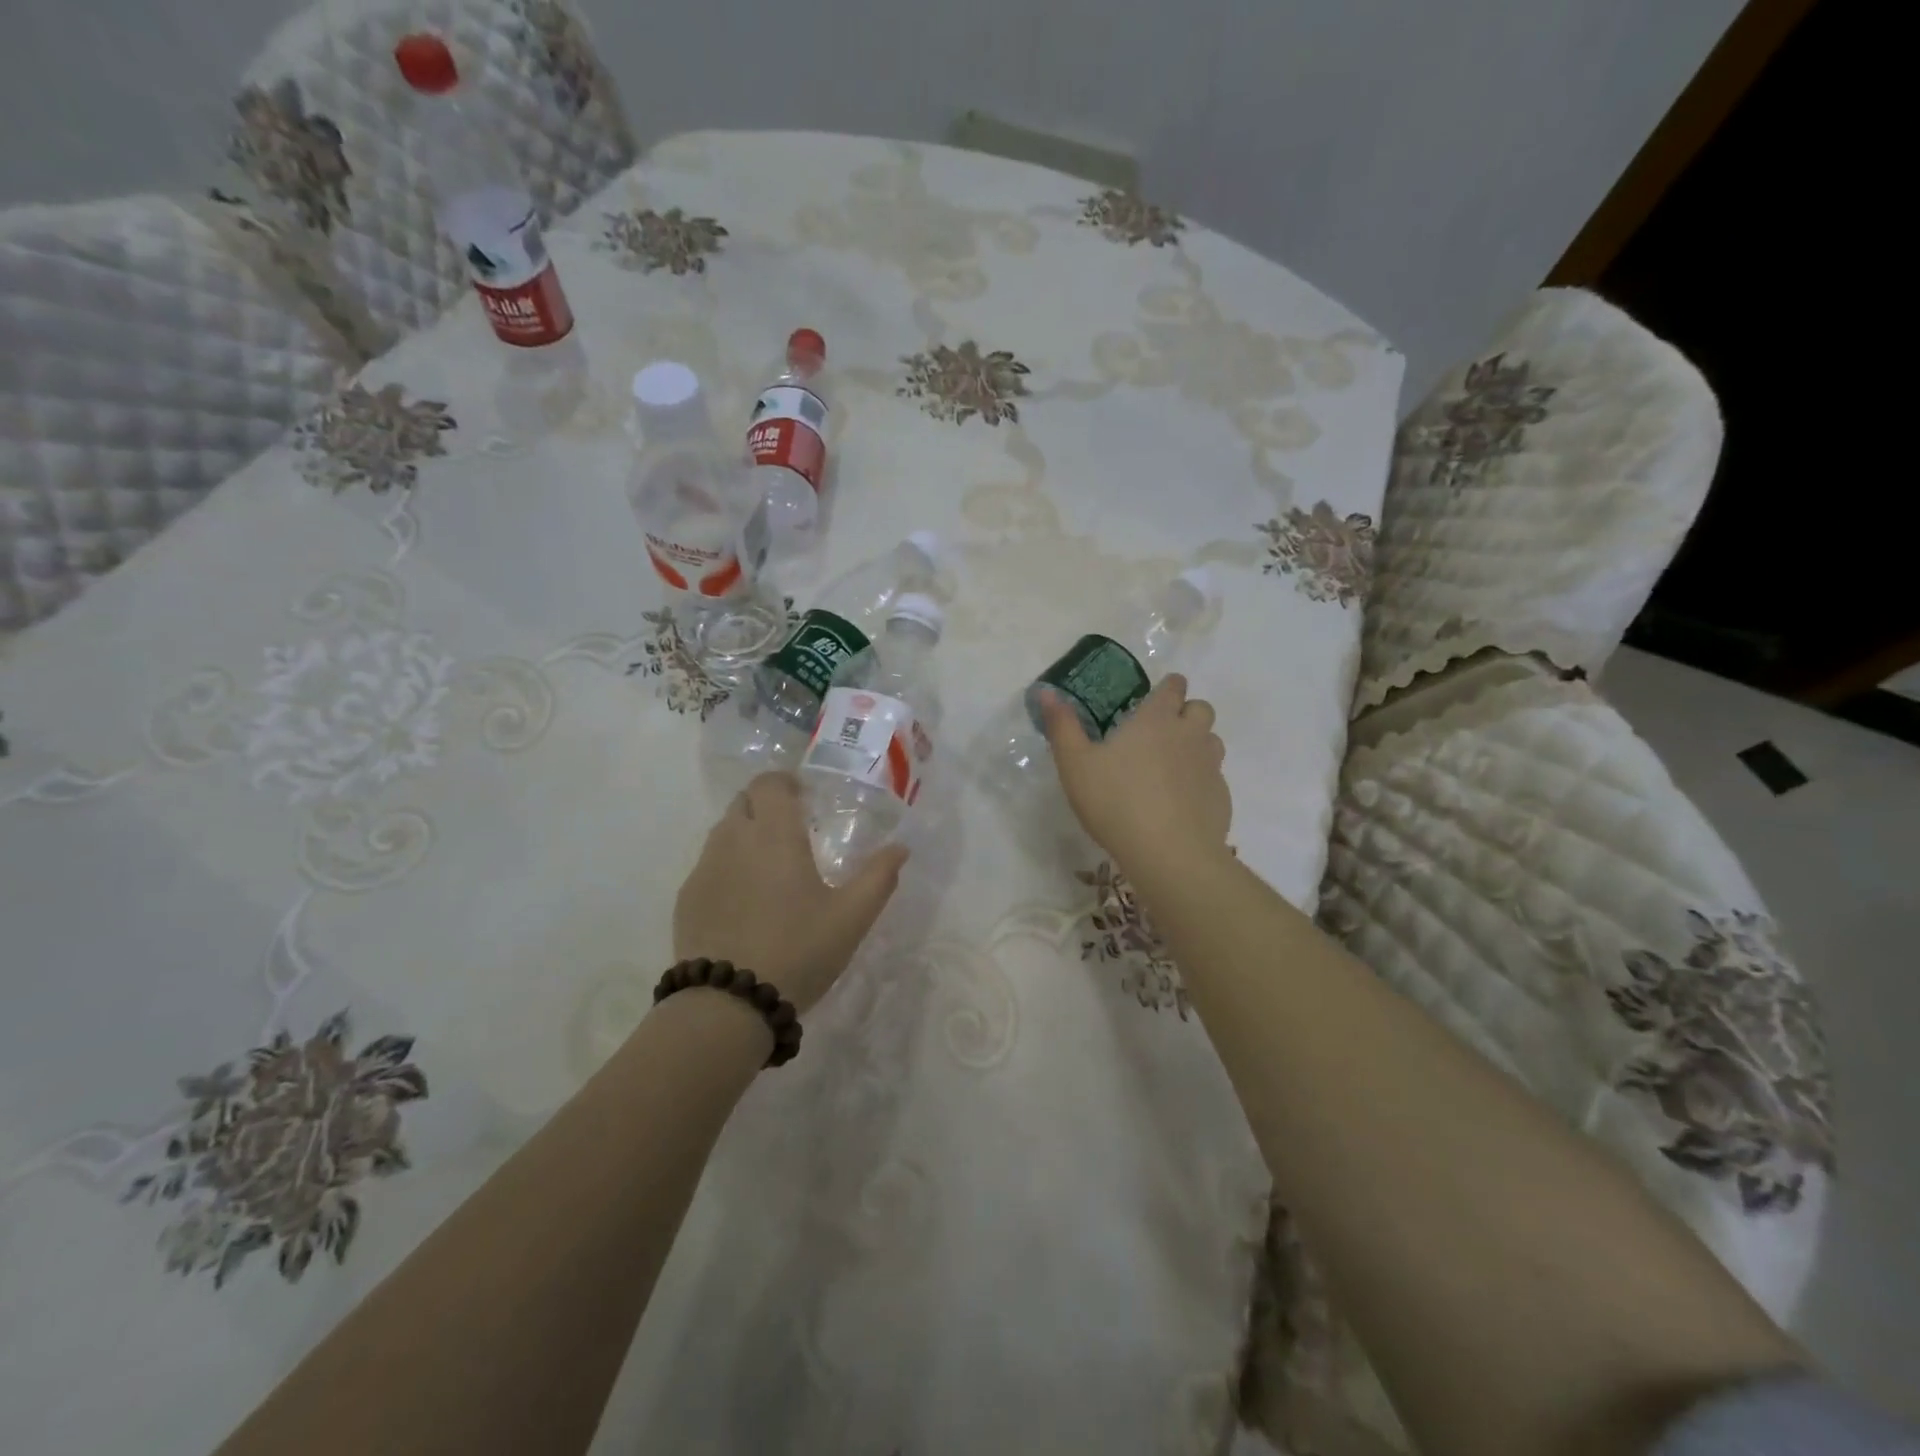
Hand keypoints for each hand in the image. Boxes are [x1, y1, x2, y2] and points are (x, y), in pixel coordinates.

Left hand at [674, 772, 907, 1013]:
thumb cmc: (798, 950)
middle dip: (765, 806)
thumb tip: (900, 848)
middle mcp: (734, 840)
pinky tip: (744, 901)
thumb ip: (879, 877)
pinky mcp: (687, 898)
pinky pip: (708, 865)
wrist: (728, 1003)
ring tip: (769, 868)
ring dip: (745, 835)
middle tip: (790, 831)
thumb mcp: (851, 917)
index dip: (784, 783)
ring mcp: (704, 869)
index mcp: (774, 835)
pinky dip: (727, 867)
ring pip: (723, 832)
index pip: (769, 783)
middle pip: (743, 802)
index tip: (803, 798)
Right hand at [1038, 674, 1230, 870]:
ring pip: (1212, 741)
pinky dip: (1200, 781)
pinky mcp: (1221, 798)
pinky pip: (1214, 778)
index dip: (1167, 687)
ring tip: (1171, 765)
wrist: (1170, 854)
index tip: (1154, 698)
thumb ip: (1062, 726)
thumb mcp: (1075, 764)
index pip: (1174, 686)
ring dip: (1197, 744)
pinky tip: (1179, 802)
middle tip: (1160, 732)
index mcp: (1156, 720)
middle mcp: (1189, 735)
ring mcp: (1210, 767)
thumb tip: (1046, 692)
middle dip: (1186, 712)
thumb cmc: (1116, 802)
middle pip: (1201, 708)